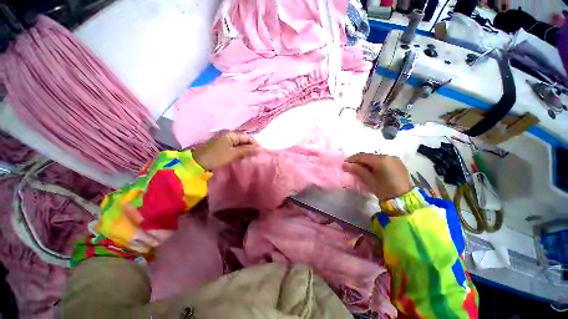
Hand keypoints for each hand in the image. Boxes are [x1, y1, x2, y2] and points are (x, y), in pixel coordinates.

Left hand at [193, 132, 260, 170]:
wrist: (197, 165)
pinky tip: (244, 160)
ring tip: (253, 159)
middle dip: (251, 149)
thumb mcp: (233, 153)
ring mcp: (225, 144)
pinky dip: (240, 155)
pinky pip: (234, 151)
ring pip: (240, 147)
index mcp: (231, 135)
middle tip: (258, 157)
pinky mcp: (222, 151)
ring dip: (246, 153)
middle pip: (244, 142)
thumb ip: (247, 150)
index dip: (255, 144)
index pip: (247, 138)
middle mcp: (228, 137)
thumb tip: (260, 149)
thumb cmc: (217, 157)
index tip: (262, 152)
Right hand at [343, 153, 411, 200]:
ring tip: (361, 169)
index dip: (352, 159)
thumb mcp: (369, 180)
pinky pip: (383, 160)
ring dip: (367, 162)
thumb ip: (357, 170)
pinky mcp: (398, 163)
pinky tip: (372, 170)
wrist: (404, 200)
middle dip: (359, 160)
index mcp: (381, 160)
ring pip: (376, 158)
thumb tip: (345, 164)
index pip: (362, 156)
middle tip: (352, 167)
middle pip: (369, 156)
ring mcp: (394, 159)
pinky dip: (375, 163)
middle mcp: (388, 156)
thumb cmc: (384, 190)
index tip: (345, 163)